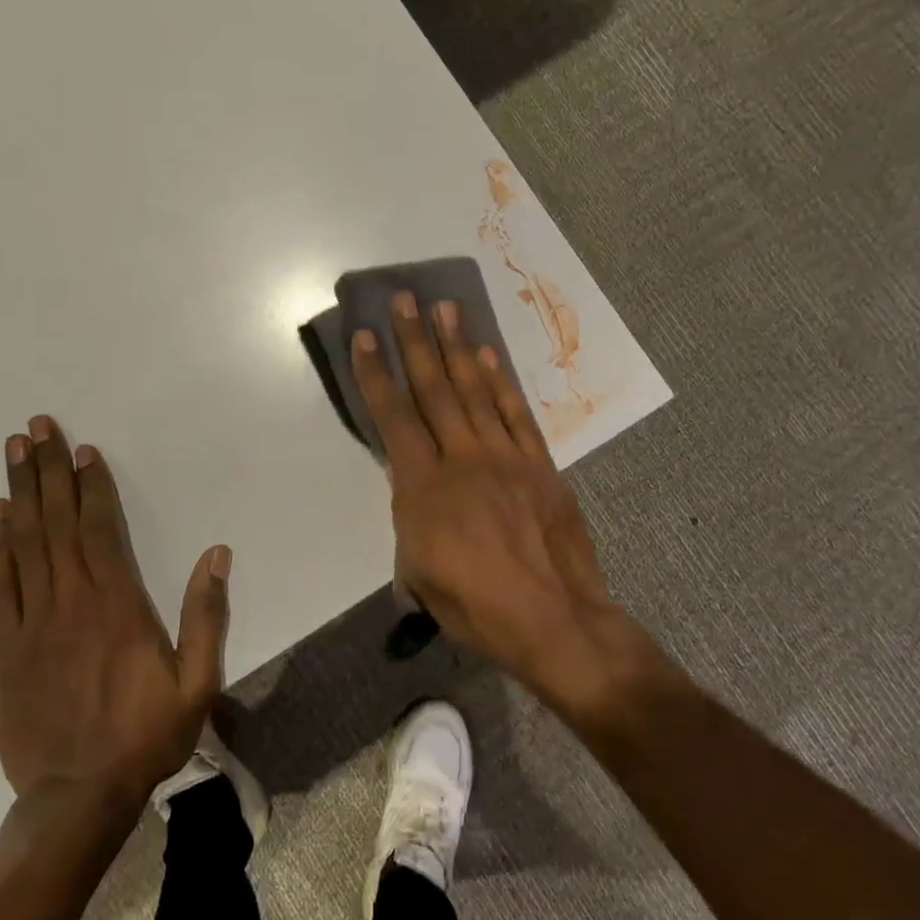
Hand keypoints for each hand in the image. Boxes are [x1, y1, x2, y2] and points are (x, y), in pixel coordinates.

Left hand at [0, 415, 229, 803]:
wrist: (75, 797)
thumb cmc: (143, 736)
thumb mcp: (195, 683)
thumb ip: (206, 616)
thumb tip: (218, 554)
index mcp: (117, 605)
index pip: (100, 530)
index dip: (92, 486)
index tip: (86, 450)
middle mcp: (71, 601)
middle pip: (56, 523)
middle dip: (48, 471)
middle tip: (37, 427)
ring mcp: (32, 622)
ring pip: (24, 543)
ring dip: (20, 493)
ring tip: (14, 452)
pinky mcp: (6, 647)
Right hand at [350, 292, 630, 705]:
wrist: (555, 620)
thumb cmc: (476, 607)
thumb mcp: (418, 572)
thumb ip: (410, 520)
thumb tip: (413, 491)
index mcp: (424, 488)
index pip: (393, 418)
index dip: (375, 374)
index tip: (364, 336)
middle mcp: (462, 459)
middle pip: (433, 389)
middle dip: (414, 341)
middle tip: (404, 299)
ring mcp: (505, 457)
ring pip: (475, 390)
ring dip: (457, 347)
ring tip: (445, 309)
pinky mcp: (539, 464)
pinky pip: (515, 412)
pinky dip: (501, 381)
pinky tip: (488, 355)